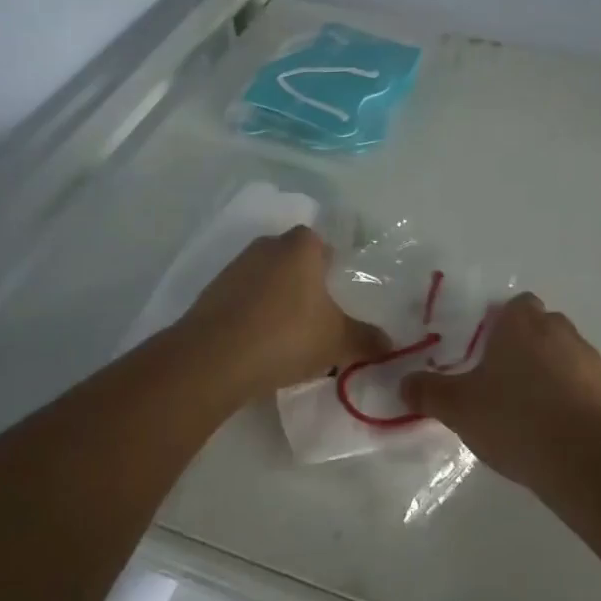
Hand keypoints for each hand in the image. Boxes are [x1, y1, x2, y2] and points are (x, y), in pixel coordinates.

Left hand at [174, 226, 387, 400]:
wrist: (213, 359)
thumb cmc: (286, 335)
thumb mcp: (337, 341)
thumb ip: (366, 339)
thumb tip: (390, 344)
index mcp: (300, 246)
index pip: (321, 242)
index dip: (331, 265)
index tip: (338, 293)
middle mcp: (266, 246)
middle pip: (292, 259)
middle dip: (304, 283)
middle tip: (318, 316)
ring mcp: (234, 268)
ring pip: (265, 279)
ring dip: (275, 300)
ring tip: (288, 336)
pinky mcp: (210, 294)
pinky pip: (241, 299)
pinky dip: (251, 315)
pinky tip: (258, 345)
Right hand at [402, 292, 600, 489]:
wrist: (585, 459)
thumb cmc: (515, 419)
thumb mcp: (459, 408)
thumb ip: (429, 392)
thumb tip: (403, 383)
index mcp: (523, 325)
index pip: (516, 306)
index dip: (504, 326)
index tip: (491, 354)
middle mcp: (563, 332)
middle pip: (545, 330)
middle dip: (531, 351)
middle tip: (510, 388)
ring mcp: (597, 362)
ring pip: (573, 360)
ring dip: (559, 379)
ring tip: (540, 419)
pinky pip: (598, 393)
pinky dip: (587, 407)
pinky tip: (572, 438)